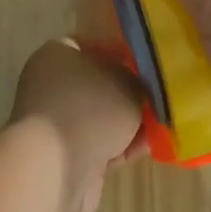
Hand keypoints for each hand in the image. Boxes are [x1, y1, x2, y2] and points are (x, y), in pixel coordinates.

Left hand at [10, 39, 146, 211]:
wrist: (57, 166)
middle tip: (155, 98)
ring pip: (98, 117)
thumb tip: (137, 86)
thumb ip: (136, 80)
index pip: (90, 45)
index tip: (144, 65)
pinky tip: (148, 149)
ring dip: (126, 123)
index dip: (119, 53)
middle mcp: (50, 84)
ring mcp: (55, 122)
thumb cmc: (91, 108)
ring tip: (160, 126)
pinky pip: (97, 144)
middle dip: (126, 93)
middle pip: (96, 84)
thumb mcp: (127, 84)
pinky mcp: (63, 154)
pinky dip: (120, 146)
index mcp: (56, 54)